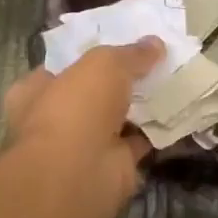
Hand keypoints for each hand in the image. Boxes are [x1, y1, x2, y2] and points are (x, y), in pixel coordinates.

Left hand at [0, 39, 164, 217]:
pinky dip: (158, 130)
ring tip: (175, 81)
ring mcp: (85, 145)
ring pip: (119, 118)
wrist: (79, 174)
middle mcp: (57, 118)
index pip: (61, 67)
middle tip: (156, 61)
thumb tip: (155, 44)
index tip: (121, 44)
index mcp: (36, 90)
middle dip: (122, 82)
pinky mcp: (113, 165)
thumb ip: (130, 53)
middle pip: (94, 93)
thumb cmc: (76, 108)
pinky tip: (181, 112)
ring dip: (142, 106)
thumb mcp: (104, 64)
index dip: (90, 55)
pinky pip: (140, 141)